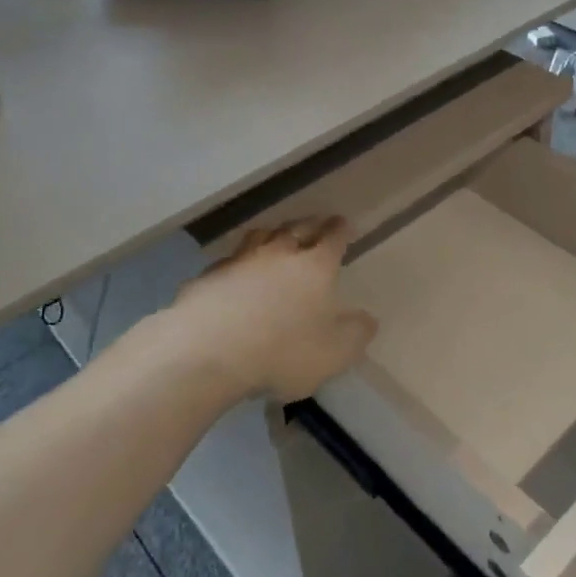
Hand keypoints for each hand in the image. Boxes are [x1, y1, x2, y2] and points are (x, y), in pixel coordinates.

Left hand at [170, 216, 377, 401]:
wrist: (207, 351)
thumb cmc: (282, 351)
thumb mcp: (335, 353)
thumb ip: (356, 334)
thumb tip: (368, 320)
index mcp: (315, 267)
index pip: (333, 238)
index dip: (341, 230)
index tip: (344, 223)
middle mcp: (279, 254)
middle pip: (297, 228)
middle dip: (310, 224)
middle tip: (316, 223)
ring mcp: (240, 261)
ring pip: (260, 236)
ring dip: (272, 234)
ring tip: (275, 237)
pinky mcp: (208, 277)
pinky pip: (229, 262)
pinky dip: (238, 263)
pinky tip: (235, 274)